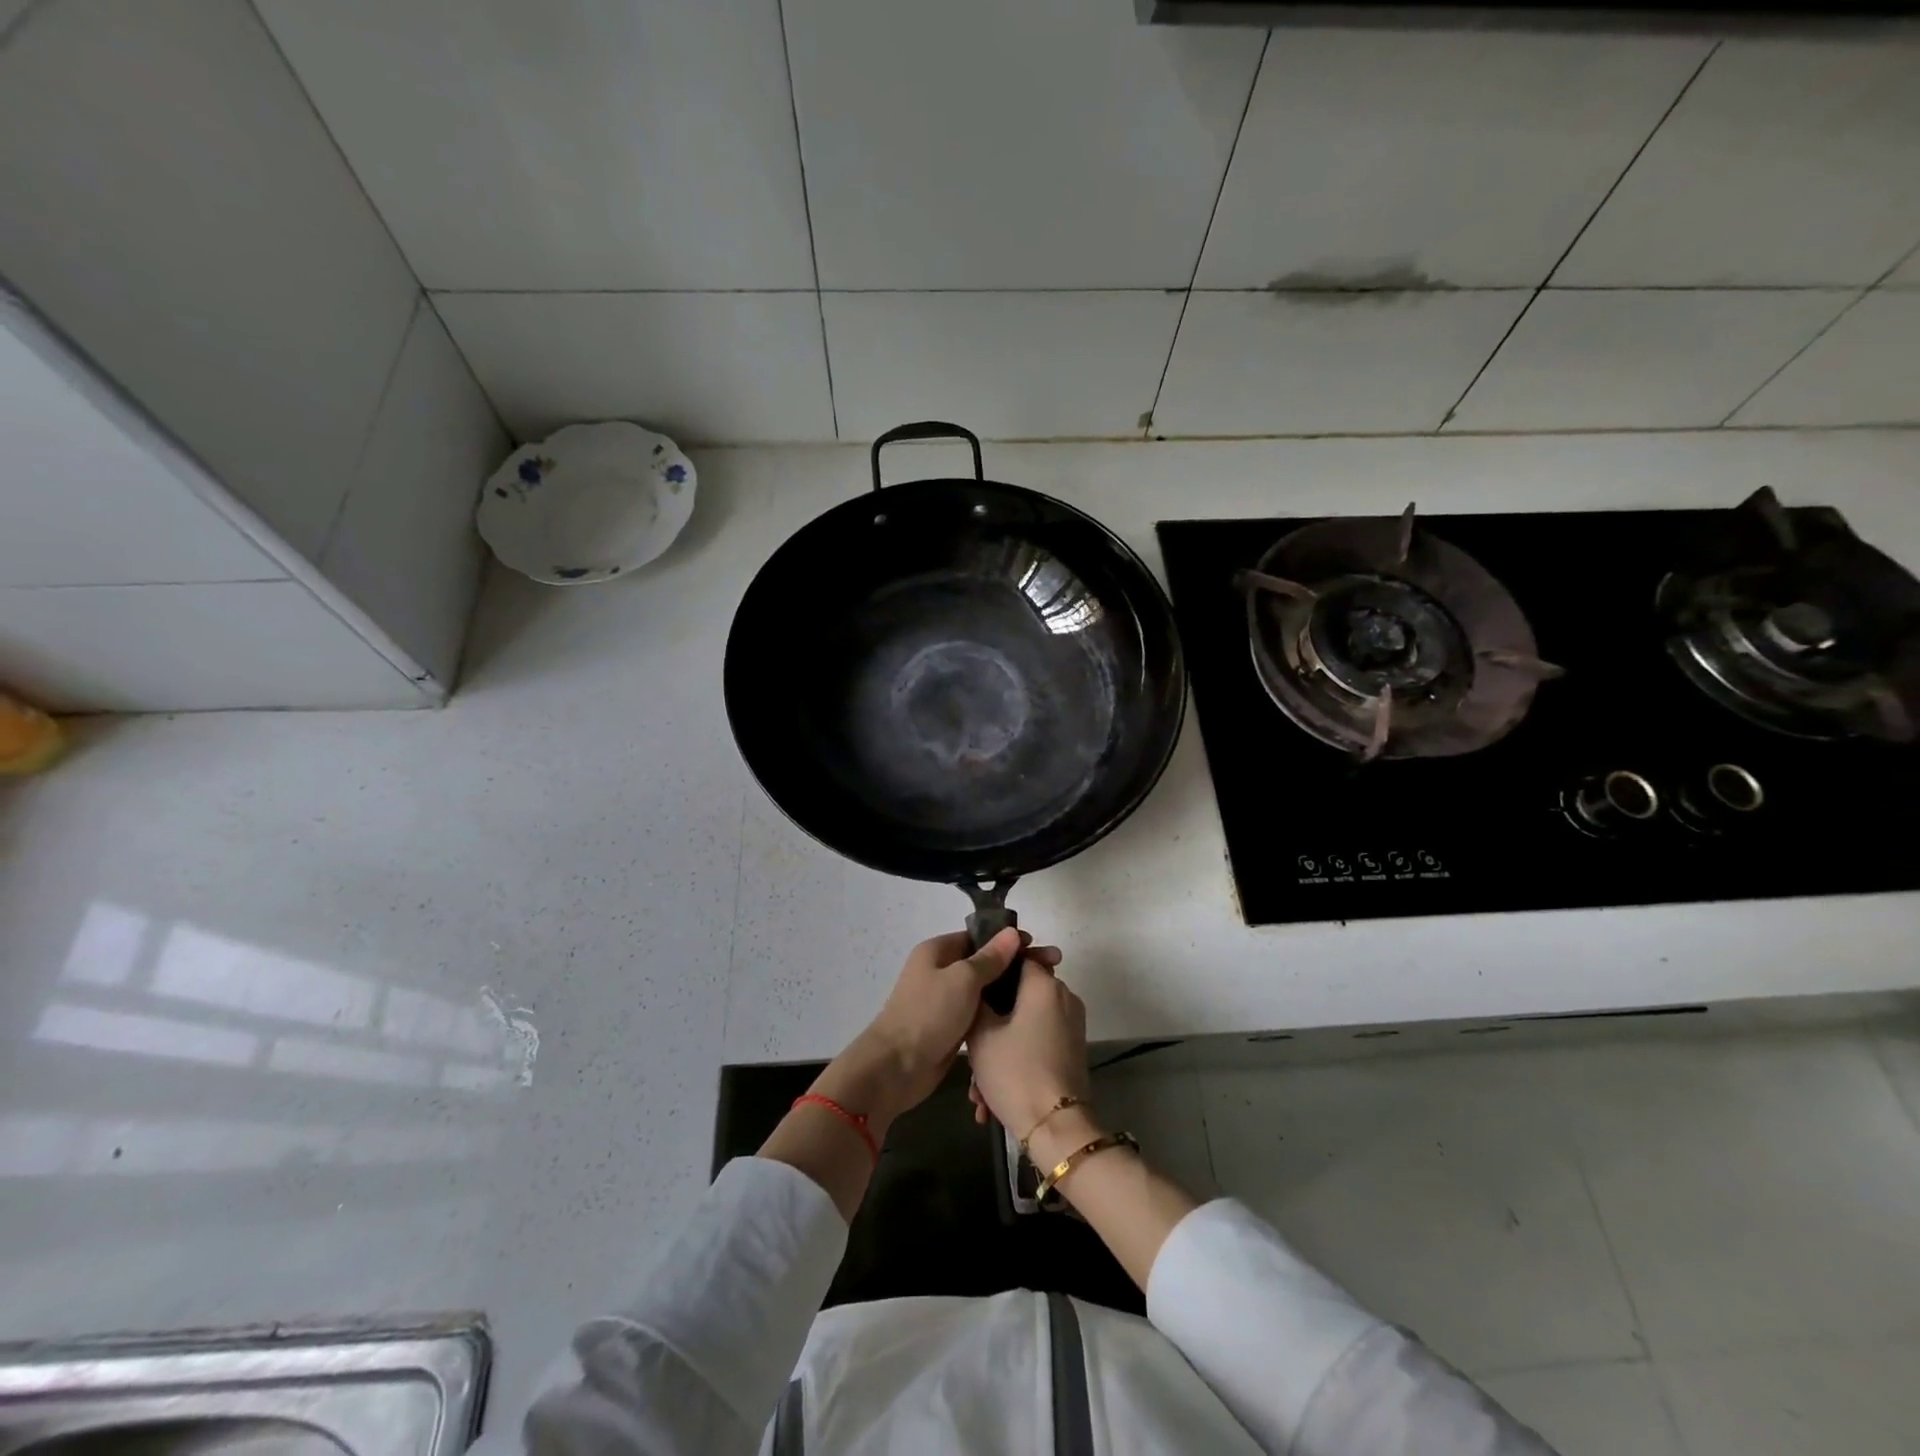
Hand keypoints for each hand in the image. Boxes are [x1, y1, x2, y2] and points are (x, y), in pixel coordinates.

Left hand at [815, 928, 1060, 1132]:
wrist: (897, 1067)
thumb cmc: (929, 1014)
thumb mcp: (963, 979)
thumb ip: (990, 958)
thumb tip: (1012, 933)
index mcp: (937, 951)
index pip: (978, 937)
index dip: (1008, 940)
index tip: (1038, 946)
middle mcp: (940, 971)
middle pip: (983, 962)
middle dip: (1015, 965)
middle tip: (1052, 969)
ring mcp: (944, 1000)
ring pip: (983, 989)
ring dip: (1008, 990)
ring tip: (1044, 992)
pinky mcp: (950, 1027)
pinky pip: (979, 1012)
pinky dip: (997, 1012)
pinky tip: (1023, 1016)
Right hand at [965, 955, 1090, 1142]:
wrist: (1056, 1129)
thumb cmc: (1015, 1072)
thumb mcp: (981, 1035)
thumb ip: (977, 1000)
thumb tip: (979, 986)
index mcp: (1044, 985)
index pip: (1016, 958)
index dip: (990, 970)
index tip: (969, 989)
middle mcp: (1064, 998)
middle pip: (1018, 996)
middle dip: (990, 1023)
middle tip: (968, 1052)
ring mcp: (1071, 1025)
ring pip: (1024, 1026)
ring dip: (998, 1051)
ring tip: (976, 1092)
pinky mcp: (1072, 1050)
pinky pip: (1037, 1044)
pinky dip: (1016, 1061)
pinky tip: (990, 1099)